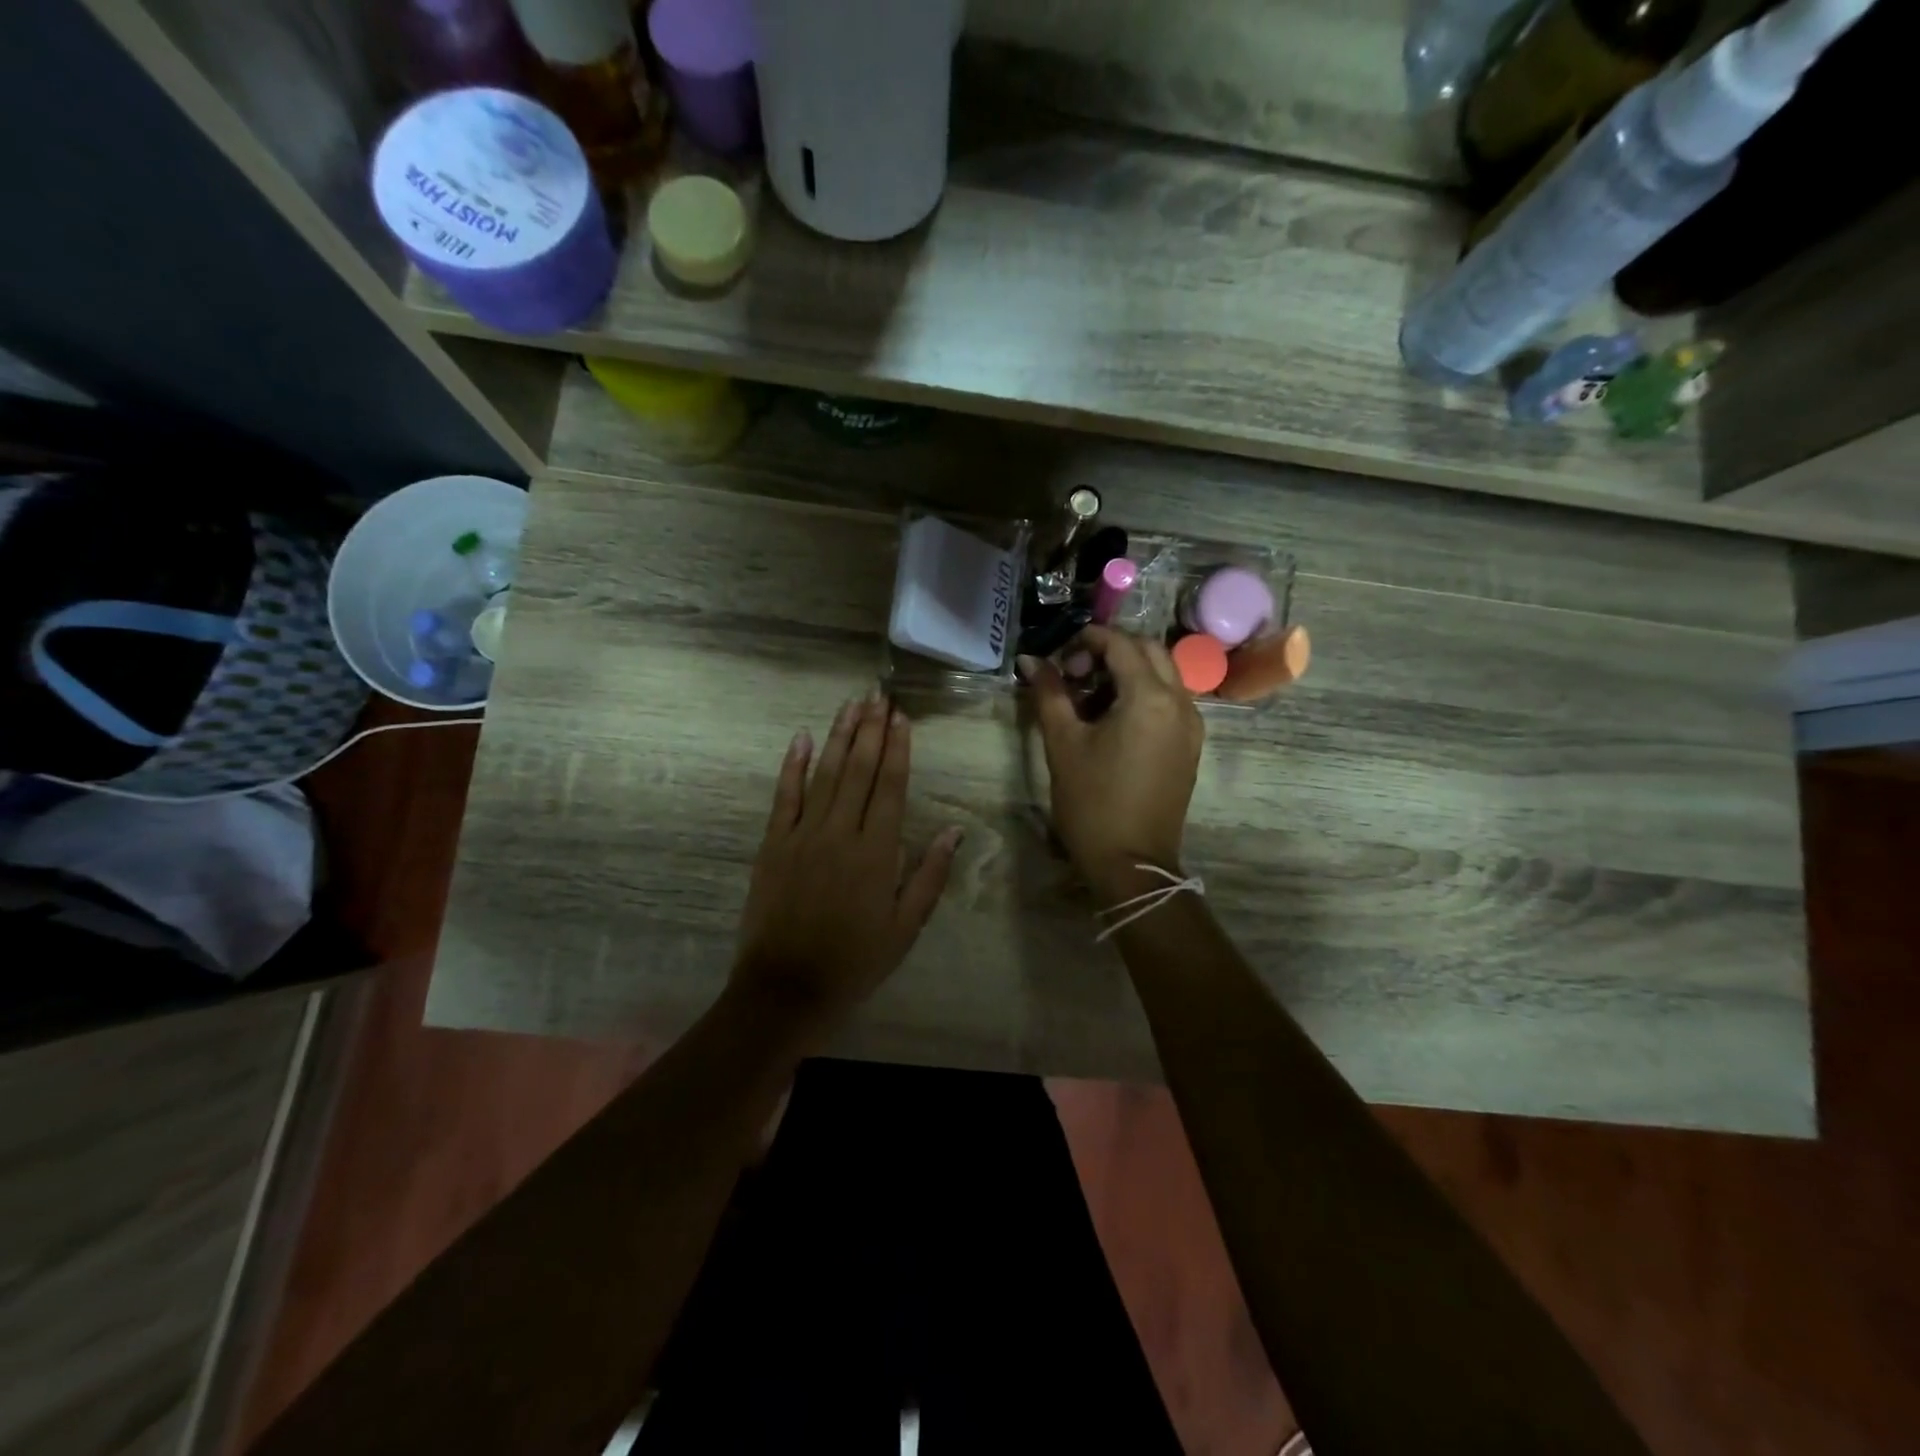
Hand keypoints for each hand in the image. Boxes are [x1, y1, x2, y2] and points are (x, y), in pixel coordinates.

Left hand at [733, 692, 962, 1033]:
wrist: (787, 988)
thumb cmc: (855, 960)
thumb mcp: (905, 927)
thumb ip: (929, 875)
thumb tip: (954, 830)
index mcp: (877, 852)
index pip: (890, 787)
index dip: (897, 749)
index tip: (901, 717)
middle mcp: (841, 833)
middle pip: (858, 770)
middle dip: (870, 730)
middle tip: (878, 695)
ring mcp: (803, 835)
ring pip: (823, 774)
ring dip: (838, 736)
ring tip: (850, 704)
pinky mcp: (773, 844)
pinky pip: (784, 797)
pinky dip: (792, 766)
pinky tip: (800, 738)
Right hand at [1019, 626, 1203, 899]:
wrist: (1131, 864)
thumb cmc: (1092, 803)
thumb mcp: (1063, 744)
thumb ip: (1049, 694)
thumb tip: (1030, 661)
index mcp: (1150, 698)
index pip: (1121, 644)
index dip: (1087, 640)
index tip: (1059, 658)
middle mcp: (1180, 703)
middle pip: (1149, 651)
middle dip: (1112, 651)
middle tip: (1076, 674)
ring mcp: (1191, 726)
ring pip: (1164, 675)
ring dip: (1129, 672)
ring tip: (1091, 697)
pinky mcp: (1190, 746)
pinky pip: (1170, 701)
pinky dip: (1144, 694)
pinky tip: (1114, 720)